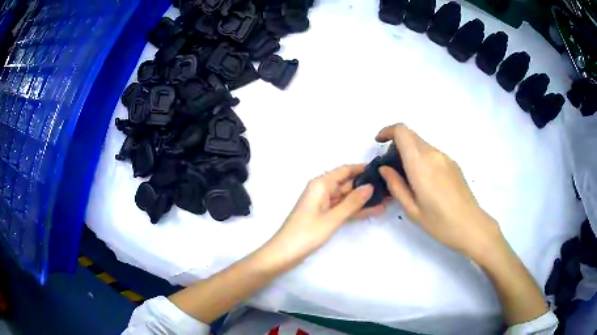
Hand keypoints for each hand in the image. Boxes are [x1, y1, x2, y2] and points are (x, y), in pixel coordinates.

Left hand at [269, 165, 386, 261]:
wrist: (284, 253)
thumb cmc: (306, 234)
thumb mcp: (332, 218)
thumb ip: (352, 202)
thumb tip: (370, 186)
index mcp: (321, 184)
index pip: (345, 170)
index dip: (363, 168)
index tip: (382, 169)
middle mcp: (322, 190)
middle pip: (348, 183)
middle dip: (367, 186)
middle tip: (389, 187)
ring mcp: (323, 203)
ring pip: (347, 197)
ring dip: (364, 199)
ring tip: (387, 198)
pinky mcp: (324, 215)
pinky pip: (343, 208)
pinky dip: (356, 210)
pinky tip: (375, 210)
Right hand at [376, 124, 503, 258]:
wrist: (470, 225)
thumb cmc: (439, 222)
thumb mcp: (411, 209)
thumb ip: (395, 185)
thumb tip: (384, 168)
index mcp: (420, 164)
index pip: (402, 131)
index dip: (388, 131)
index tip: (379, 142)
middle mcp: (433, 154)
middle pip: (411, 135)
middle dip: (397, 143)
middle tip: (391, 165)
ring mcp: (445, 157)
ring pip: (422, 144)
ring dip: (410, 151)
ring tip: (408, 177)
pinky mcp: (453, 163)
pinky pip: (432, 152)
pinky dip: (422, 157)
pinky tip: (425, 181)